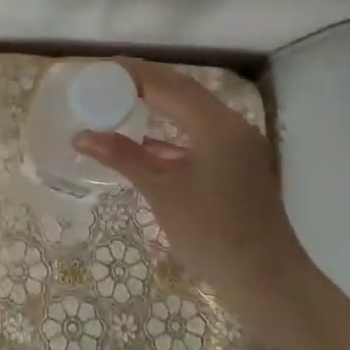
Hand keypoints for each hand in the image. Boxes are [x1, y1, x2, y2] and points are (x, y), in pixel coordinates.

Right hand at [72, 59, 311, 323]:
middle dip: (147, 81)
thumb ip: (123, 156)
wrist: (267, 283)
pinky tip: (148, 139)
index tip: (103, 66)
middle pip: (184, 91)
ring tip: (123, 98)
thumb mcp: (162, 191)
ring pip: (194, 111)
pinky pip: (201, 133)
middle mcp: (232, 126)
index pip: (169, 86)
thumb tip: (81, 136)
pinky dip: (174, 130)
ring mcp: (240, 146)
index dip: (135, 74)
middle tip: (109, 77)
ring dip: (161, 102)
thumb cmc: (212, 234)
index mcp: (216, 125)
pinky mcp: (240, 166)